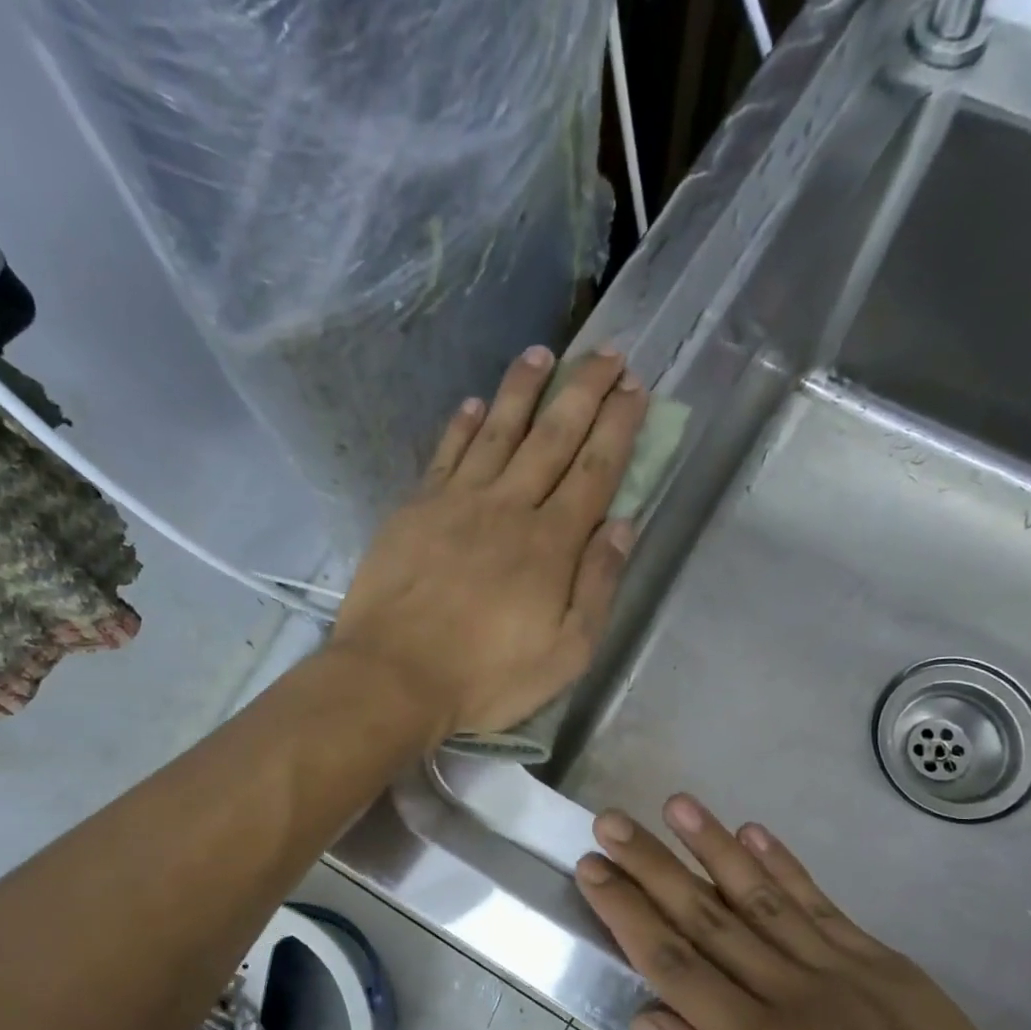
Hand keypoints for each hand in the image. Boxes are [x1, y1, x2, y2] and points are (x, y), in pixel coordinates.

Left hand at [330, 346, 646, 739]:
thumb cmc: (487, 677)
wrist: (394, 677)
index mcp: (551, 544)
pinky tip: (472, 403)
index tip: (635, 388)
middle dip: (584, 390)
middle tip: (607, 352)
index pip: (594, 470)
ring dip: (523, 389)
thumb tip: (622, 525)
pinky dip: (461, 426)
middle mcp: (508, 507)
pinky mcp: (415, 510)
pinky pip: (444, 455)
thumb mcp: (566, 653)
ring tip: (542, 353)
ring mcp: (457, 503)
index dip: (618, 426)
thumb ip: (597, 586)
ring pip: (497, 431)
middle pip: (552, 437)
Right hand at [574, 794, 1030, 1029]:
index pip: (674, 965)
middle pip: (707, 916)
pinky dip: (784, 865)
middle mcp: (795, 995)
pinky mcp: (885, 963)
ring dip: (713, 846)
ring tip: (675, 805)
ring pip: (760, 895)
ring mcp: (844, 971)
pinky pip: (821, 903)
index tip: (592, 868)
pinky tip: (754, 831)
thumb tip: (649, 1019)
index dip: (626, 912)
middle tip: (611, 821)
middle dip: (652, 865)